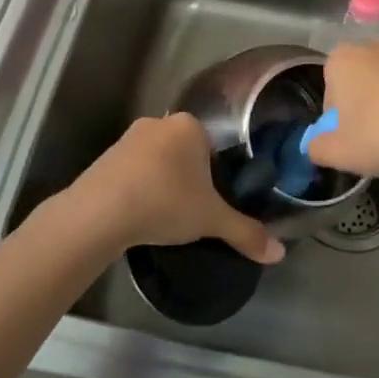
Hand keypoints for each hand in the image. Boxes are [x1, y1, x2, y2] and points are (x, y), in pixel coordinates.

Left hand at [61, 113, 282, 263]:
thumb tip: (279, 254)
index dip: (216, 173)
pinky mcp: (104, 158)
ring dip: (162, 183)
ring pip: (156, 161)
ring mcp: (127, 139)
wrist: (99, 213)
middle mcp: (158, 123)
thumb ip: (246, 233)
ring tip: (165, 216)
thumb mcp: (212, 220)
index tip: (214, 199)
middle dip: (189, 177)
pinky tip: (139, 215)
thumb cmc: (166, 202)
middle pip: (184, 151)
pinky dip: (138, 189)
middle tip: (193, 210)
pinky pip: (132, 172)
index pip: (213, 145)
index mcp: (189, 125)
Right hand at [305, 40, 378, 177]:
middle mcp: (372, 47)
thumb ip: (316, 147)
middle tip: (370, 138)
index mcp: (340, 59)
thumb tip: (315, 145)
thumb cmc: (376, 135)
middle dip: (362, 106)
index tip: (347, 137)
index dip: (336, 117)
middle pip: (359, 81)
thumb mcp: (335, 152)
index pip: (329, 89)